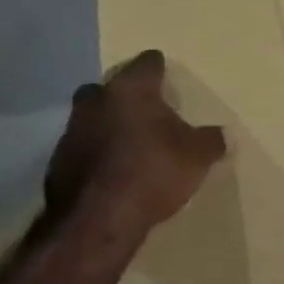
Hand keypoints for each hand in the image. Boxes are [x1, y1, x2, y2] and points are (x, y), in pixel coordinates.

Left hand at [46, 51, 225, 232]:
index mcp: (131, 90)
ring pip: (91, 118)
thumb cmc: (153, 172)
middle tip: (143, 110)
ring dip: (106, 126)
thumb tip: (226, 134)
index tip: (163, 70)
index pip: (146, 64)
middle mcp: (96, 101)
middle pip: (110, 87)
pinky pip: (81, 149)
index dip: (157, 67)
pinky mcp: (57, 162)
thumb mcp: (197, 157)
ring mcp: (72, 131)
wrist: (98, 219)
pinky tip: (109, 172)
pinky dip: (94, 155)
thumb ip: (212, 141)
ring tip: (127, 144)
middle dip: (124, 96)